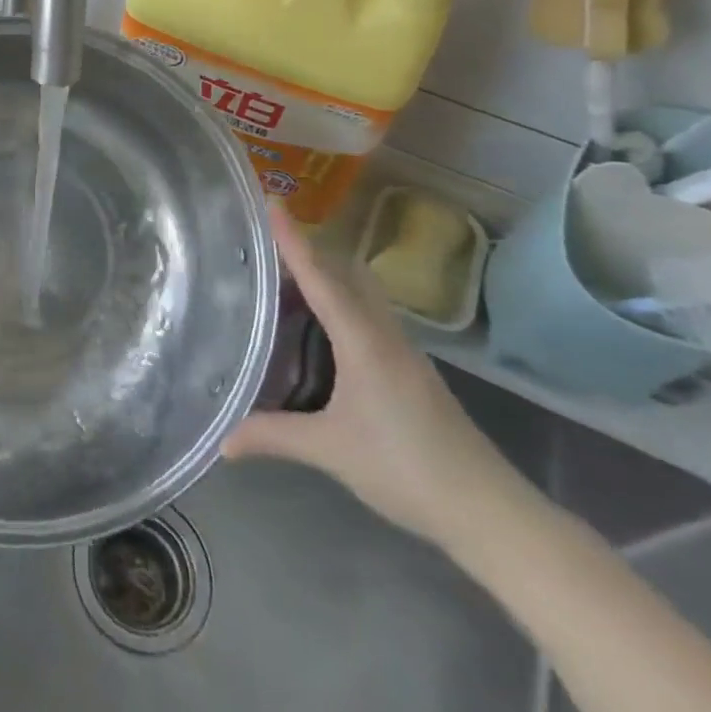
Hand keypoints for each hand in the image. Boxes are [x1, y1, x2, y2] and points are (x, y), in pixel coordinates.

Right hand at [224, 203, 536, 549]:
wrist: (488, 510)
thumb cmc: (405, 468)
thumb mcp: (329, 450)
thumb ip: (273, 436)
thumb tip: (222, 441)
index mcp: (362, 340)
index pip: (320, 277)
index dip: (293, 239)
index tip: (272, 201)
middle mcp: (383, 333)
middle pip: (344, 272)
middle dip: (307, 249)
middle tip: (264, 240)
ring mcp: (401, 350)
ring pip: (359, 292)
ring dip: (325, 275)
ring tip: (282, 277)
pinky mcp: (408, 368)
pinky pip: (367, 314)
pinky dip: (338, 302)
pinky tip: (319, 325)